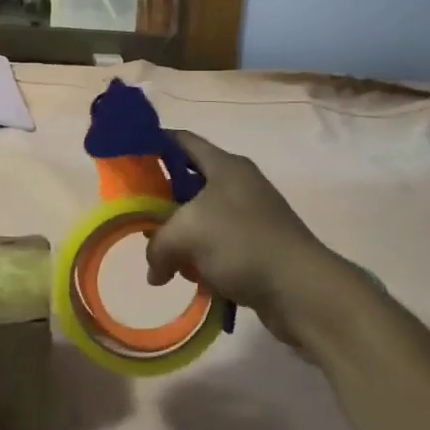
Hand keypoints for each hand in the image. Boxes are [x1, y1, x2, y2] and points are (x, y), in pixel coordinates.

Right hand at [145, 132, 357, 356]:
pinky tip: (190, 278)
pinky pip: (219, 246)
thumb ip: (157, 246)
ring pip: (202, 219)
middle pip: (189, 182)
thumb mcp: (185, 235)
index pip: (182, 140)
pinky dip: (201, 259)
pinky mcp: (257, 247)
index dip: (154, 142)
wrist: (301, 289)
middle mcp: (239, 184)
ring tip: (161, 257)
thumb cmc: (242, 244)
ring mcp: (251, 216)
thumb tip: (156, 271)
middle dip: (161, 201)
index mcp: (225, 166)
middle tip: (137, 217)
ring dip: (180, 237)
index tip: (128, 156)